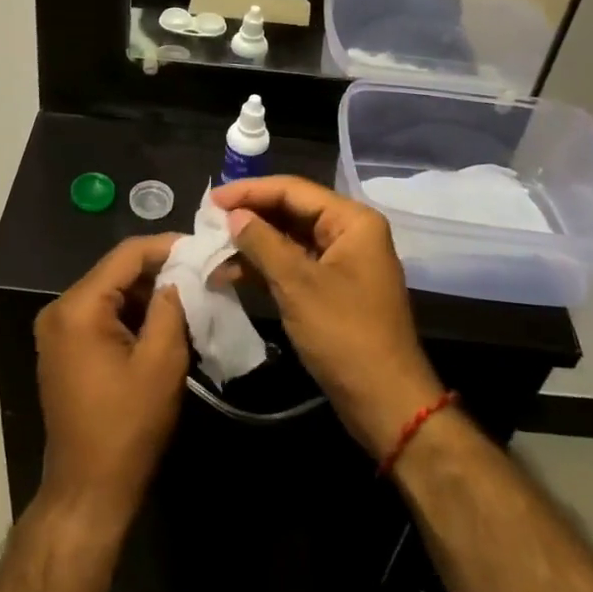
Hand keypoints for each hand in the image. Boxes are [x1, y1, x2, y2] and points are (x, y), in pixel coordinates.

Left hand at [34, 234, 190, 528]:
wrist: (88, 489)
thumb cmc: (128, 425)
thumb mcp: (161, 361)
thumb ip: (170, 306)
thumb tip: (177, 276)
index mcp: (78, 307)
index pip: (126, 255)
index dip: (166, 246)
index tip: (201, 247)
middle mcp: (59, 310)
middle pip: (116, 272)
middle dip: (158, 271)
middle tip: (200, 274)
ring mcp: (56, 330)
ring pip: (110, 293)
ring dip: (146, 294)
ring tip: (188, 297)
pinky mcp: (62, 349)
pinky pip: (100, 315)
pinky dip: (130, 315)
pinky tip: (161, 323)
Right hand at [212, 176, 441, 460]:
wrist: (384, 402)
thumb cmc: (344, 335)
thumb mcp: (298, 285)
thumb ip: (262, 242)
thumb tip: (233, 215)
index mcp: (352, 221)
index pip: (293, 190)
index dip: (250, 191)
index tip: (211, 200)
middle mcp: (349, 233)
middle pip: (292, 211)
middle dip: (250, 217)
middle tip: (207, 221)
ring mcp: (341, 262)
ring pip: (289, 239)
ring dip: (253, 244)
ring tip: (212, 248)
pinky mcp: (332, 288)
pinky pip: (294, 264)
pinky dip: (265, 267)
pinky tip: (231, 273)